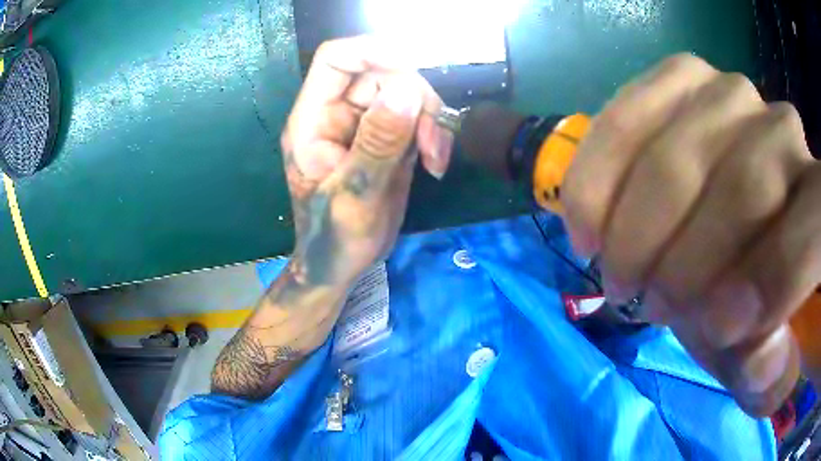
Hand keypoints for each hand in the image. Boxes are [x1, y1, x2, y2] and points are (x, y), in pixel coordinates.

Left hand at [281, 36, 452, 287]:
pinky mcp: (386, 137)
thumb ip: (378, 143)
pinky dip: (432, 133)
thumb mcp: (355, 195)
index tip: (416, 67)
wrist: (340, 264)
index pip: (335, 60)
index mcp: (312, 120)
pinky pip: (415, 116)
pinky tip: (435, 163)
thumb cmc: (334, 238)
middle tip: (432, 144)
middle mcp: (336, 114)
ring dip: (430, 120)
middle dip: (416, 99)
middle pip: (382, 73)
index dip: (373, 51)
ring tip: (436, 159)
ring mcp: (363, 124)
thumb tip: (407, 91)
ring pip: (405, 93)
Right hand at [562, 54, 819, 415]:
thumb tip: (760, 356)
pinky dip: (600, 171)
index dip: (774, 278)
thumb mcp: (762, 350)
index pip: (813, 227)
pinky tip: (587, 218)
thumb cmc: (750, 295)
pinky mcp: (681, 76)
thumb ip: (769, 369)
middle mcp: (787, 132)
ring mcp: (731, 91)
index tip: (715, 330)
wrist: (721, 222)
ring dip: (636, 223)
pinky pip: (629, 112)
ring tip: (615, 267)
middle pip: (746, 186)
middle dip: (687, 262)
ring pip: (681, 151)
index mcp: (819, 207)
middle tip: (647, 306)